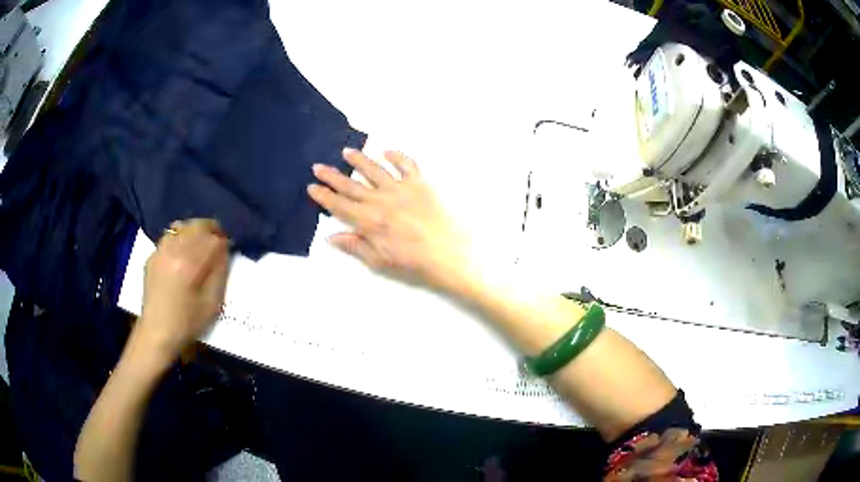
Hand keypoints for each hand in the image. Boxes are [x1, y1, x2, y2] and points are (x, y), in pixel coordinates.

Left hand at [139, 219, 229, 356]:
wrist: (157, 332)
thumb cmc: (188, 322)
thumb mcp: (212, 303)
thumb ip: (220, 273)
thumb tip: (224, 251)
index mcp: (190, 263)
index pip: (214, 239)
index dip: (224, 241)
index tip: (229, 248)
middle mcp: (174, 250)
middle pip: (198, 225)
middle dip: (211, 230)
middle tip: (218, 241)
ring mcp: (161, 250)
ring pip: (183, 226)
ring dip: (195, 231)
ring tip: (200, 244)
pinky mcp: (153, 255)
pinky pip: (170, 236)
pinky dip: (180, 238)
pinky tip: (183, 252)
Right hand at [308, 148, 473, 291]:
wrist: (448, 254)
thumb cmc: (413, 262)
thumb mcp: (379, 261)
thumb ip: (355, 246)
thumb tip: (331, 237)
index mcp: (368, 221)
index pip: (339, 205)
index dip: (323, 196)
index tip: (311, 187)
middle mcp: (380, 200)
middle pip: (351, 185)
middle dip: (332, 176)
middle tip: (318, 166)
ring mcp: (400, 188)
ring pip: (374, 169)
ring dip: (359, 160)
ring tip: (347, 151)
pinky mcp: (420, 183)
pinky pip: (406, 164)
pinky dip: (396, 155)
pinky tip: (386, 151)